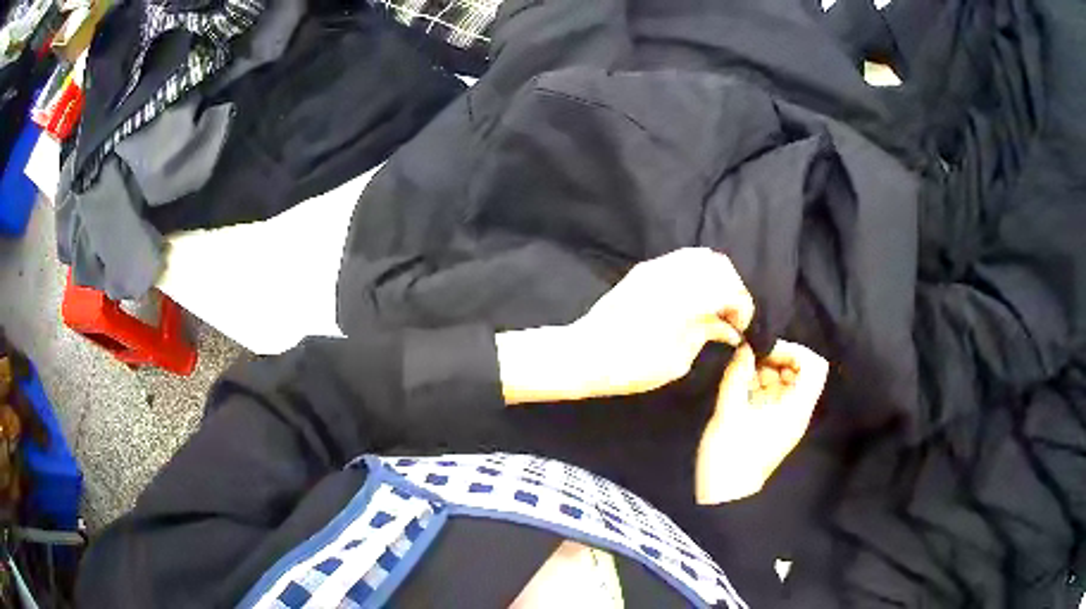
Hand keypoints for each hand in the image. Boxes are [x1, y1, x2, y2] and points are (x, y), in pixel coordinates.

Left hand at [497, 248, 754, 403]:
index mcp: (687, 295)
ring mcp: (655, 267)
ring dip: (714, 277)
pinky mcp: (642, 270)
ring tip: (713, 306)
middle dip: (732, 288)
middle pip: (718, 264)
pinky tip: (693, 298)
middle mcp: (674, 272)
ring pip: (699, 256)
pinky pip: (679, 260)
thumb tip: (726, 328)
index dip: (742, 306)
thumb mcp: (678, 359)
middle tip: (729, 316)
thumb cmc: (632, 365)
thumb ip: (706, 334)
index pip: (730, 287)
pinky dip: (695, 273)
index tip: (740, 327)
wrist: (584, 354)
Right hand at [695, 341, 827, 503]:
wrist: (722, 495)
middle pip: (800, 372)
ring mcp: (784, 419)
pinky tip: (739, 387)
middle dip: (776, 359)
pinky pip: (772, 396)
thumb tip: (744, 346)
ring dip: (764, 371)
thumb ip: (737, 375)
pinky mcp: (771, 425)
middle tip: (750, 360)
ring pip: (784, 382)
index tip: (767, 350)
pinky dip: (758, 385)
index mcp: (796, 408)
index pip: (814, 366)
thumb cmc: (730, 454)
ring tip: (740, 374)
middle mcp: (796, 411)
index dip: (794, 350)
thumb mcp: (730, 411)